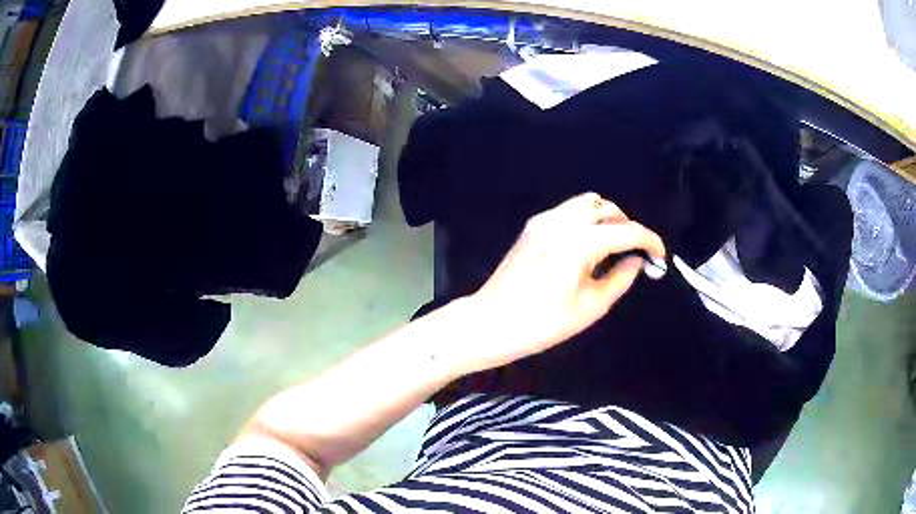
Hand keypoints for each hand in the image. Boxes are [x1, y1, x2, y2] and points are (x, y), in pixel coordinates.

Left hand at [460, 192, 665, 371]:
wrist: (491, 322)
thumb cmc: (542, 323)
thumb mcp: (590, 307)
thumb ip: (621, 278)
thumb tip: (637, 260)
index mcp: (577, 243)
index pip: (625, 230)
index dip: (649, 240)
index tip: (660, 255)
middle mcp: (561, 222)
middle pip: (607, 207)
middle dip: (628, 226)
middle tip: (636, 252)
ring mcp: (544, 220)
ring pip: (587, 203)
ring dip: (608, 219)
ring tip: (614, 248)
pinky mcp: (533, 225)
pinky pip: (570, 211)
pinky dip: (588, 221)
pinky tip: (589, 246)